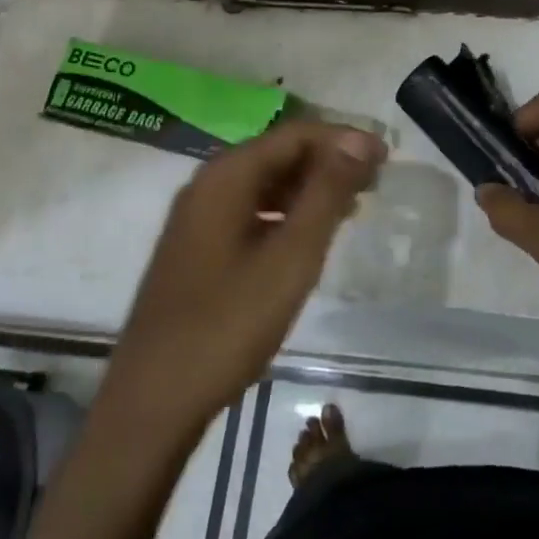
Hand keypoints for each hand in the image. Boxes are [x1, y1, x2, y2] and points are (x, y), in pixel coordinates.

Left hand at [102, 121, 384, 429]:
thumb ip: (327, 192)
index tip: (386, 159)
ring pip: (265, 183)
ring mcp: (198, 217)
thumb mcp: (291, 256)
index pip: (296, 134)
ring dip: (309, 189)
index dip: (344, 140)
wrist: (152, 403)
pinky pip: (251, 210)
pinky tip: (308, 237)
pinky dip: (286, 214)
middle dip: (329, 162)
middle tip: (374, 184)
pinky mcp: (197, 248)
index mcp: (227, 175)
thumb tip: (359, 139)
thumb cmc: (227, 324)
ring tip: (351, 209)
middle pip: (279, 153)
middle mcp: (209, 184)